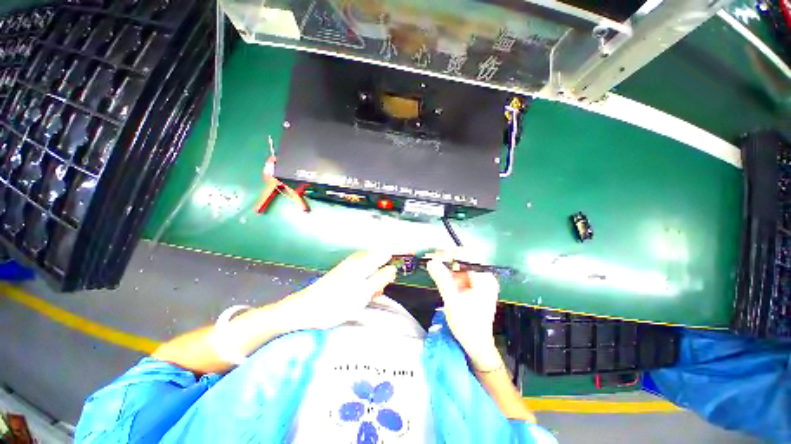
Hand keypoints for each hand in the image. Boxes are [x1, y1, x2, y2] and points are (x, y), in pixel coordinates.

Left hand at [274, 251, 396, 330]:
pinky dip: (370, 280)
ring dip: (378, 277)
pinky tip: (366, 293)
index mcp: (363, 262)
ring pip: (373, 265)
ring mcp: (351, 264)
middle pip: (381, 256)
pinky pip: (365, 271)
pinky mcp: (346, 271)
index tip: (413, 252)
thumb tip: (393, 268)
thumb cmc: (335, 304)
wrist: (305, 309)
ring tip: (375, 294)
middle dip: (388, 268)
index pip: (387, 249)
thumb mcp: (362, 294)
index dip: (401, 249)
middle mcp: (358, 259)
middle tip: (387, 286)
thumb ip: (380, 279)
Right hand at [426, 253, 502, 370]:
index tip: (435, 255)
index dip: (451, 253)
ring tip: (434, 267)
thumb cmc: (467, 324)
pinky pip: (462, 274)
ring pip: (463, 266)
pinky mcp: (475, 288)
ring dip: (448, 265)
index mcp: (484, 279)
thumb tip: (431, 261)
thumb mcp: (452, 300)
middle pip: (466, 259)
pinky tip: (442, 276)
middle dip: (448, 258)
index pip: (468, 255)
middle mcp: (485, 277)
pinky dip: (451, 274)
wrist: (477, 345)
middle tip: (432, 259)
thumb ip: (442, 279)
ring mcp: (481, 282)